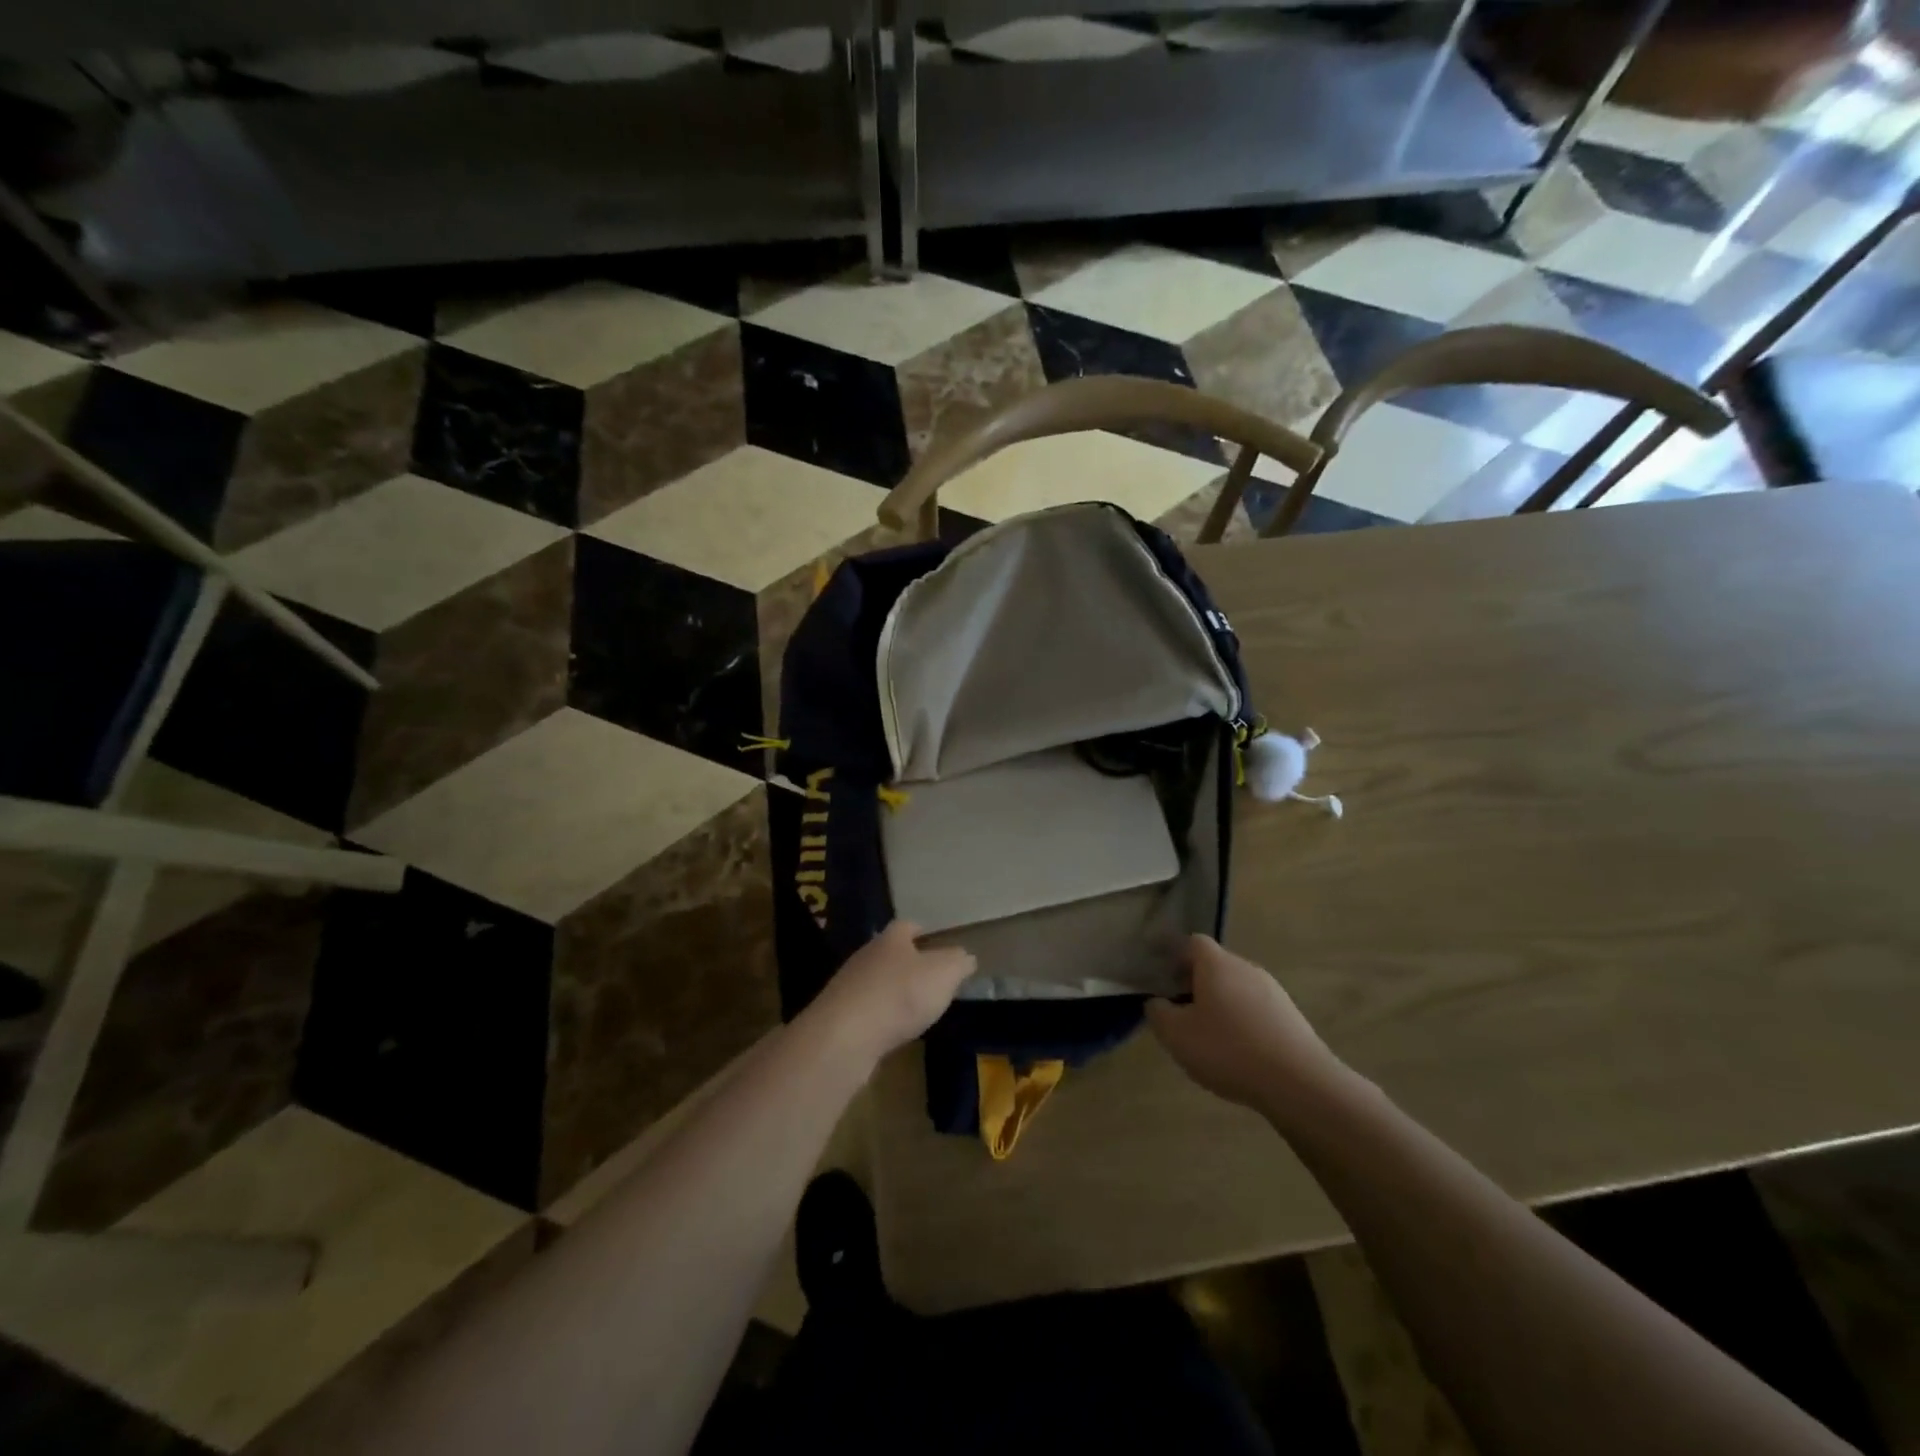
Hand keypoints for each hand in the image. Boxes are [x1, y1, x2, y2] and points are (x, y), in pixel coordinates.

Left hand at [808, 921, 975, 1065]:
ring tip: (917, 1008)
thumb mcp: (943, 974)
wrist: (845, 1037)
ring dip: (895, 991)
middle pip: (892, 953)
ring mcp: (850, 986)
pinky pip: (868, 1010)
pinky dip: (882, 1016)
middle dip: (910, 963)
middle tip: (933, 979)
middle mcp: (867, 955)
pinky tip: (894, 1030)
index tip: (939, 943)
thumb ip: (958, 963)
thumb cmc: (900, 995)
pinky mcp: (840, 1016)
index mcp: (891, 938)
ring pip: (878, 981)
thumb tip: (966, 956)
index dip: (925, 932)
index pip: (909, 925)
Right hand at [1147, 935, 1345, 1117]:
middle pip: (1215, 965)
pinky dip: (1242, 1021)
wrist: (1300, 1083)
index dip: (1174, 957)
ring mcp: (1273, 991)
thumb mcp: (1176, 1035)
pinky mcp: (1290, 1016)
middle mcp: (1246, 968)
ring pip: (1236, 988)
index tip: (1161, 979)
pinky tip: (1239, 1052)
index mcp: (1216, 964)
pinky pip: (1256, 1009)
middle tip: (1180, 1011)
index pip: (1192, 943)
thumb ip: (1158, 1013)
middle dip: (1195, 983)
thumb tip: (1157, 1002)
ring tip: (1209, 1036)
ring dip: (1220, 1004)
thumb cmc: (1228, 1050)